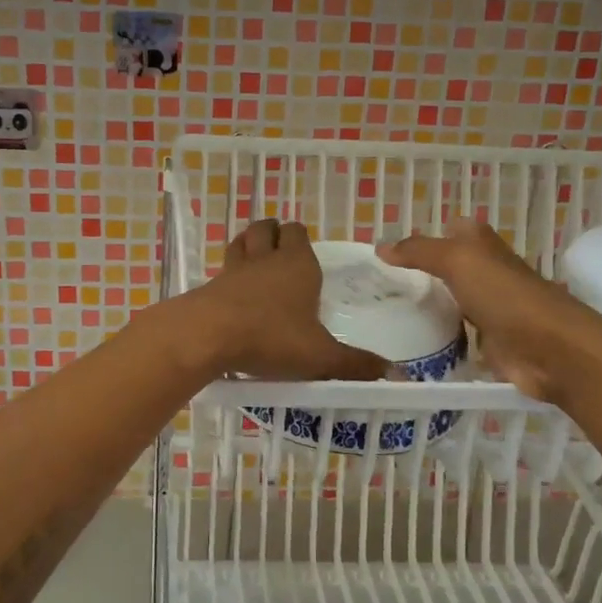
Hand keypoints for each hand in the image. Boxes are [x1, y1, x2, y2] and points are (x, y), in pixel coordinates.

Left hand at [183, 220, 390, 380]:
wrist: (208, 335)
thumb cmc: (271, 338)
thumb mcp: (320, 356)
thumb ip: (355, 364)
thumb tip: (393, 374)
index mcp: (298, 264)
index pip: (298, 233)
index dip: (301, 238)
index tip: (305, 252)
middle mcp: (266, 259)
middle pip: (267, 228)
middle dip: (275, 233)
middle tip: (282, 251)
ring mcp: (235, 269)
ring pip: (242, 240)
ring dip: (249, 244)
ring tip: (256, 258)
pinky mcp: (211, 285)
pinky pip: (223, 268)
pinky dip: (230, 273)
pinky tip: (234, 291)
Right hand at [380, 219, 601, 402]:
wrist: (550, 350)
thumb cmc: (505, 295)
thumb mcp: (457, 260)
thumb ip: (418, 252)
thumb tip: (380, 247)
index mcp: (482, 246)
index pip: (451, 230)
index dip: (426, 235)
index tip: (389, 250)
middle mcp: (486, 273)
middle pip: (448, 268)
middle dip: (418, 275)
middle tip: (377, 285)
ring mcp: (489, 309)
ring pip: (450, 303)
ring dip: (426, 308)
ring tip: (384, 315)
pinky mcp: (489, 343)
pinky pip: (456, 338)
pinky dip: (437, 341)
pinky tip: (409, 345)